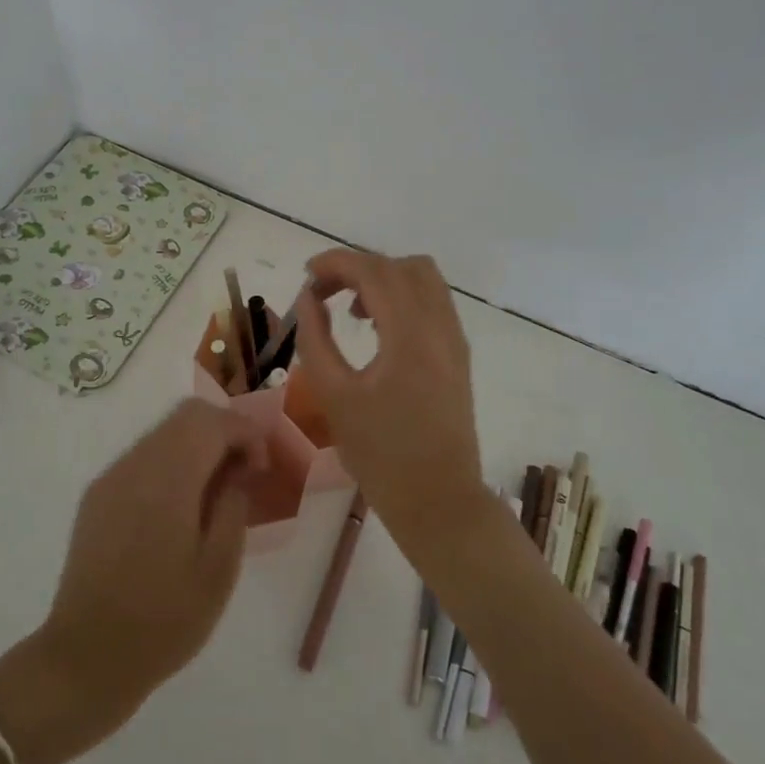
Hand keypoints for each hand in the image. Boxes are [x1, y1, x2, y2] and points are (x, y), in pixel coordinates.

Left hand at [35, 399, 264, 738]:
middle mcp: (135, 465)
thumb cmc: (163, 620)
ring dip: (197, 446)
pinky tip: (180, 508)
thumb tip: (237, 471)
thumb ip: (233, 505)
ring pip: (163, 433)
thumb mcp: (219, 569)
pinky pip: (142, 458)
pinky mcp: (97, 497)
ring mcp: (111, 478)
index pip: (211, 421)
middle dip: (223, 432)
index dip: (245, 432)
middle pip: (186, 416)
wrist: (85, 659)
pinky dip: (171, 463)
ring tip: (215, 493)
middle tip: (243, 474)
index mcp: (168, 480)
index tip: (260, 469)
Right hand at [293, 250, 488, 562]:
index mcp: (410, 335)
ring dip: (384, 279)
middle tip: (323, 294)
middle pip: (400, 266)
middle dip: (358, 268)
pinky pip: (433, 302)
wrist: (438, 500)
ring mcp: (454, 339)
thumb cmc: (381, 454)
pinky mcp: (458, 354)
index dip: (336, 263)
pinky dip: (403, 297)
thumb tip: (308, 299)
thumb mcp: (335, 396)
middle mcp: (440, 326)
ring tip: (352, 310)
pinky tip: (379, 328)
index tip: (306, 275)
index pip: (374, 271)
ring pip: (423, 279)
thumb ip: (316, 339)